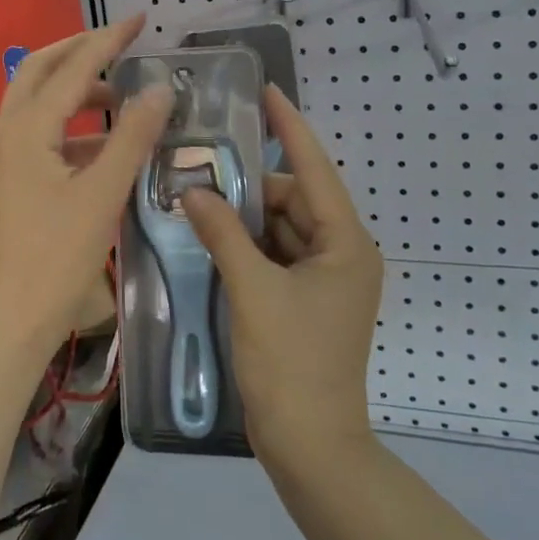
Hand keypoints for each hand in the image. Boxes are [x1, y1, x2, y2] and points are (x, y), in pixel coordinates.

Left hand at [0, 15, 172, 355]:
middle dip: (79, 51)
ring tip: (120, 94)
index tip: (139, 20)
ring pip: (36, 101)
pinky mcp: (8, 179)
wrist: (14, 320)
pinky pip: (39, 133)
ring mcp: (2, 157)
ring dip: (74, 89)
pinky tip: (105, 143)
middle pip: (39, 71)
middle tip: (120, 43)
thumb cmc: (58, 257)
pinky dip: (70, 125)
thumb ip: (132, 137)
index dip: (107, 41)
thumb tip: (159, 89)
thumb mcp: (103, 193)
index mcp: (25, 130)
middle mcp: (5, 133)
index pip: (71, 69)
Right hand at [183, 86, 382, 466]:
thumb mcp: (253, 291)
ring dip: (245, 216)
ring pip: (281, 227)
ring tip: (199, 196)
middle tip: (202, 165)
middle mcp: (341, 253)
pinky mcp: (305, 299)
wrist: (310, 447)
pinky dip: (247, 244)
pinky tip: (212, 235)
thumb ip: (223, 234)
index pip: (315, 169)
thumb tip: (193, 191)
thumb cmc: (291, 364)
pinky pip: (275, 254)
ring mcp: (324, 279)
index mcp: (345, 244)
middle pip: (293, 199)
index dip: (290, 127)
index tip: (267, 92)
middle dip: (251, 184)